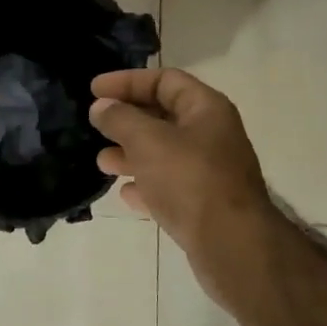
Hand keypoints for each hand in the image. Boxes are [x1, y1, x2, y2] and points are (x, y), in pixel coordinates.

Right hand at [90, 68, 274, 266]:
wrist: (232, 246)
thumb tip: (101, 107)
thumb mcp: (148, 141)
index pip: (164, 80)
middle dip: (127, 120)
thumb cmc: (190, 180)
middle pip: (163, 116)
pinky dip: (146, 185)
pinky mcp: (204, 204)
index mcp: (206, 109)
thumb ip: (121, 119)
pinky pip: (169, 185)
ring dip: (131, 154)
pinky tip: (126, 194)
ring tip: (103, 163)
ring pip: (163, 153)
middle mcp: (211, 135)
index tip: (94, 91)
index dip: (127, 81)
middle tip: (95, 126)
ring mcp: (209, 171)